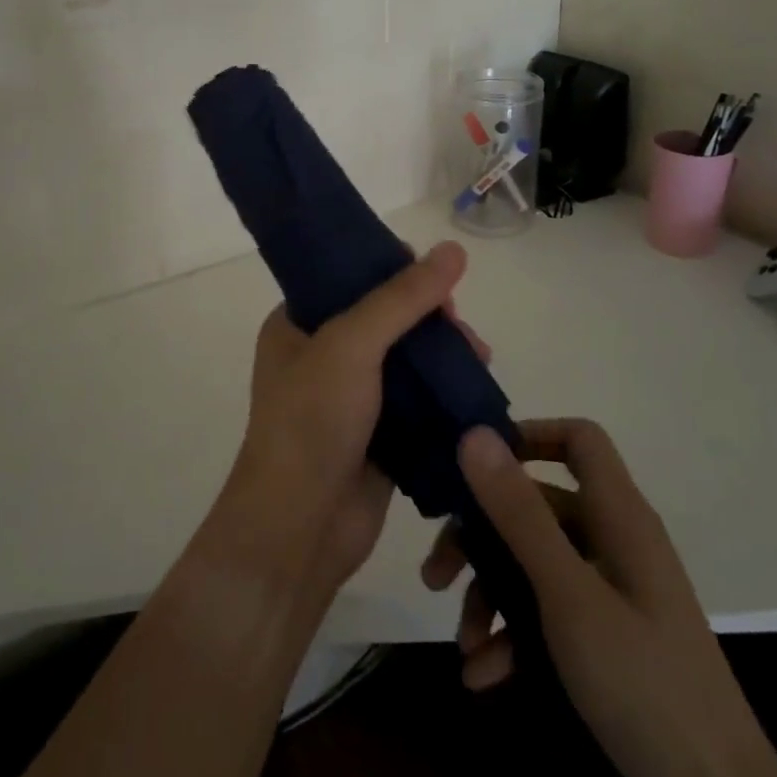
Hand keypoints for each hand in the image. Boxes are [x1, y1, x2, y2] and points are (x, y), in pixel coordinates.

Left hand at [227, 243, 488, 601]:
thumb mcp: (351, 344)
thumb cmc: (312, 421)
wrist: (300, 527)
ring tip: (480, 357)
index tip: (435, 277)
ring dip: (444, 356)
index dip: (393, 272)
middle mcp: (321, 356)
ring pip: (407, 362)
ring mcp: (350, 399)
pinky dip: (446, 395)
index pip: (349, 279)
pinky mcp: (379, 436)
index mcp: (296, 325)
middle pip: (386, 320)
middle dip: (430, 319)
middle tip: (462, 328)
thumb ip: (402, 298)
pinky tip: (476, 390)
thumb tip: (453, 249)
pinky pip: (418, 403)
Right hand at [422, 421, 776, 776]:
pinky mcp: (606, 637)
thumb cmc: (644, 685)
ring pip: (534, 564)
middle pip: (537, 507)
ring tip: (463, 642)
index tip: (474, 465)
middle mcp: (614, 542)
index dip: (528, 436)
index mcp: (618, 517)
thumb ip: (520, 514)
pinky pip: (547, 613)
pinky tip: (485, 676)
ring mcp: (611, 591)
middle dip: (481, 537)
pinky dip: (513, 636)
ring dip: (491, 596)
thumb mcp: (569, 596)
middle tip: (437, 573)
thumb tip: (474, 434)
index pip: (578, 439)